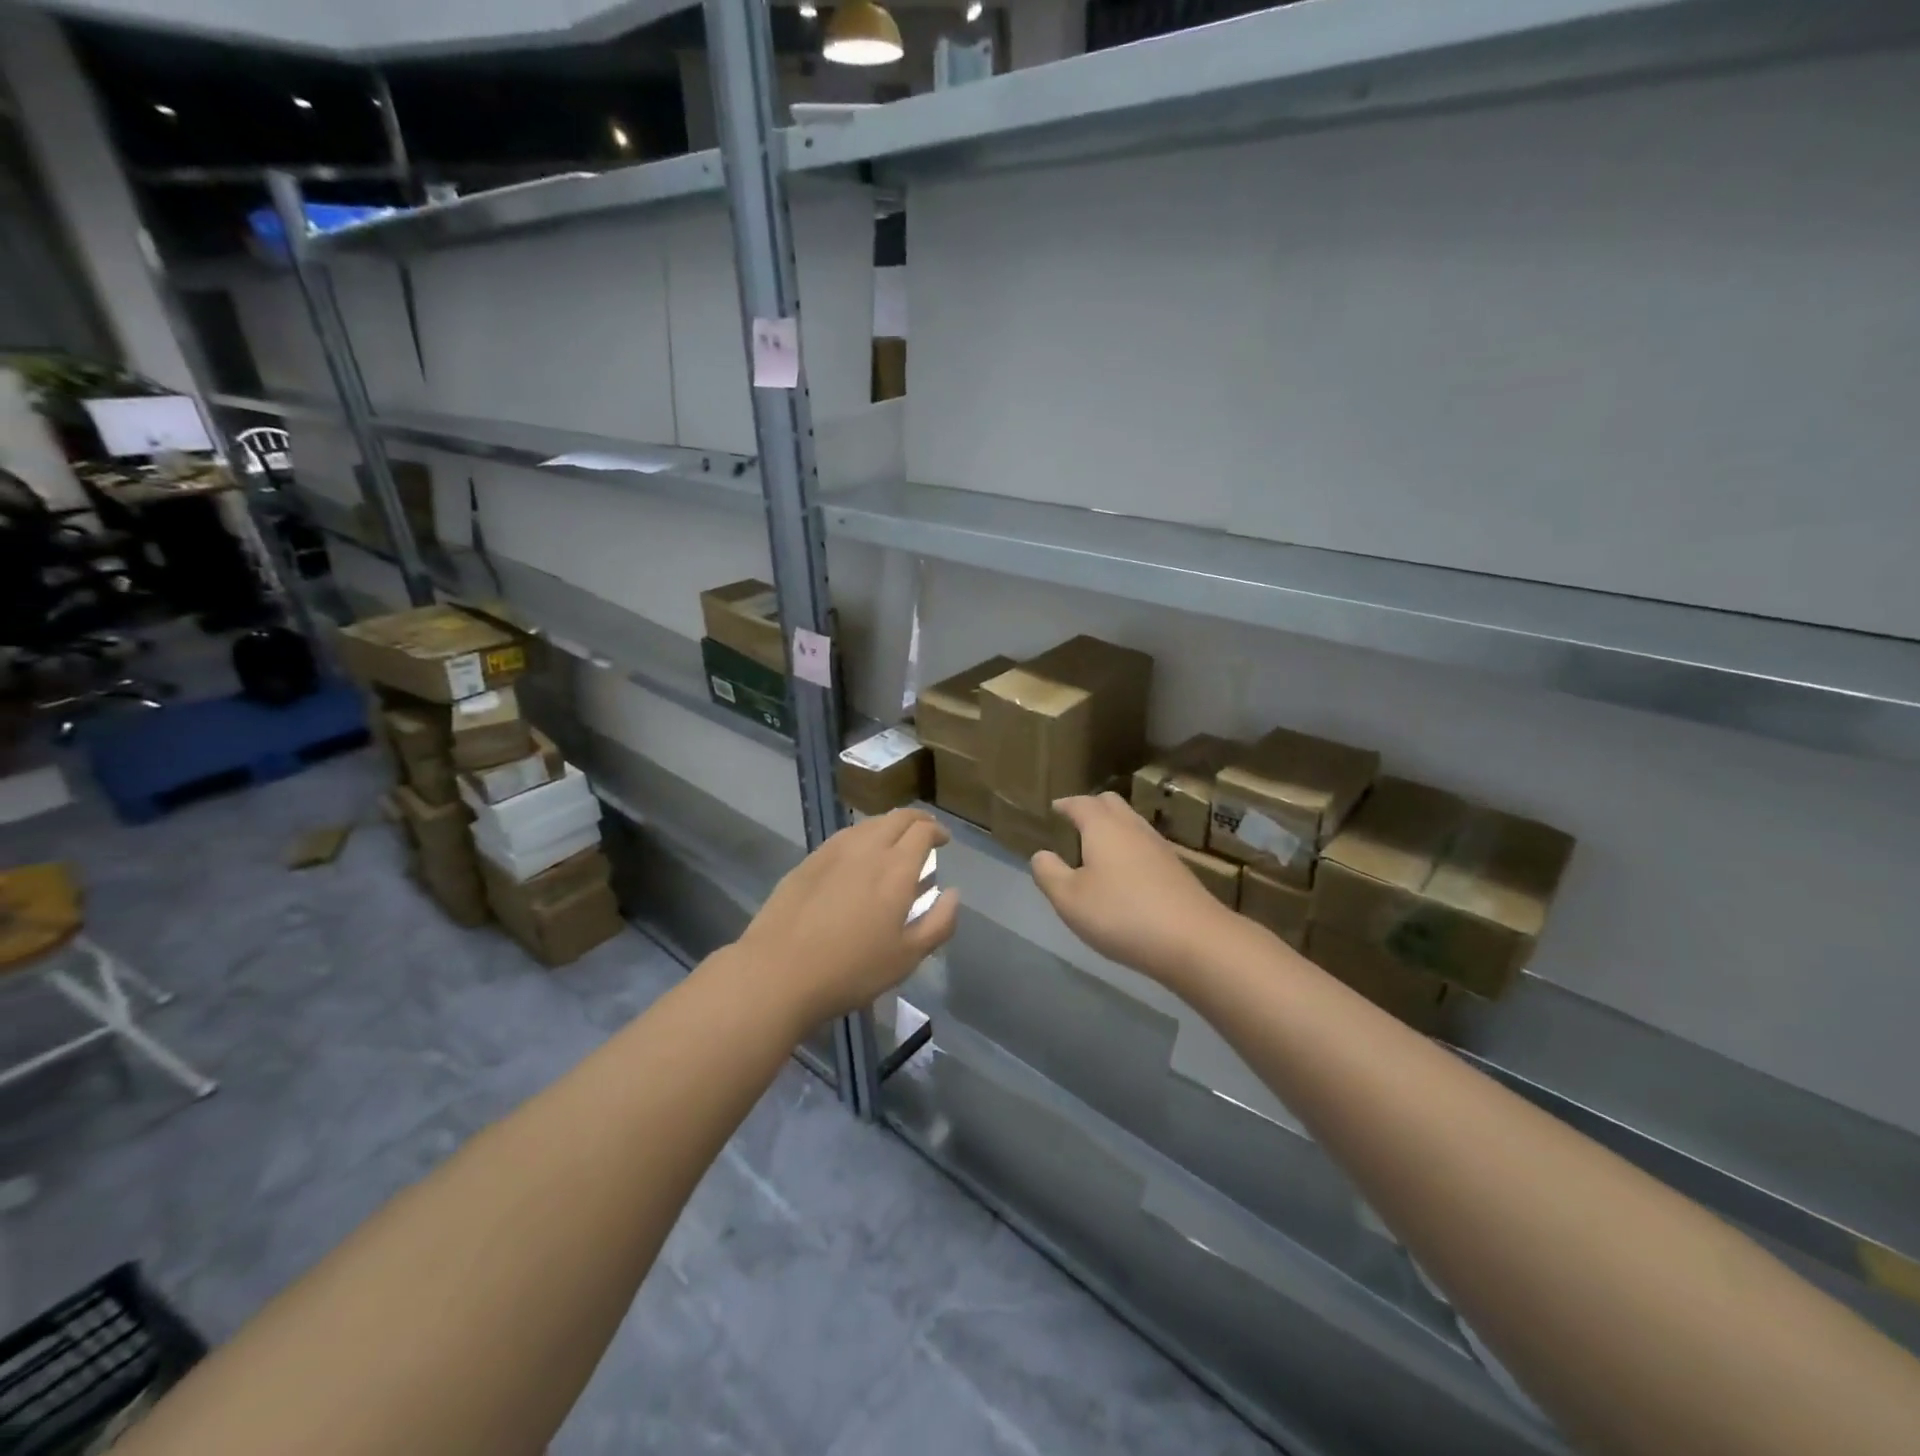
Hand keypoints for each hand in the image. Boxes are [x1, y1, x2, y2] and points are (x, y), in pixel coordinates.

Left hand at [735, 808, 958, 1027]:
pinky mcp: (807, 861)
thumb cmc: (851, 970)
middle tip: (924, 832)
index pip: (923, 831)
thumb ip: (939, 922)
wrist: (778, 972)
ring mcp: (833, 851)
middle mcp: (867, 849)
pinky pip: (843, 837)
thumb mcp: (907, 957)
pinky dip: (861, 838)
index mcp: (896, 868)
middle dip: (916, 820)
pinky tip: (857, 857)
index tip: (943, 841)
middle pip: (896, 818)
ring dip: (888, 826)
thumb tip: (954, 893)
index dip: (937, 831)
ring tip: (893, 843)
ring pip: (868, 824)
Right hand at [1031, 792, 1240, 984]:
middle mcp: (1132, 827)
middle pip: (1111, 803)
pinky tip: (1124, 873)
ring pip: (1131, 823)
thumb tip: (1041, 854)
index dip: (1065, 805)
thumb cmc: (1122, 915)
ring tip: (1097, 847)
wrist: (1194, 940)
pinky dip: (1129, 848)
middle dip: (1091, 807)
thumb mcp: (1069, 899)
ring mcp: (1159, 846)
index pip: (1080, 803)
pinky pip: (1145, 845)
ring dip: (1113, 828)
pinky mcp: (1176, 869)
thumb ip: (1049, 873)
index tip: (1055, 808)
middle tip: (1075, 822)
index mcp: (1103, 827)